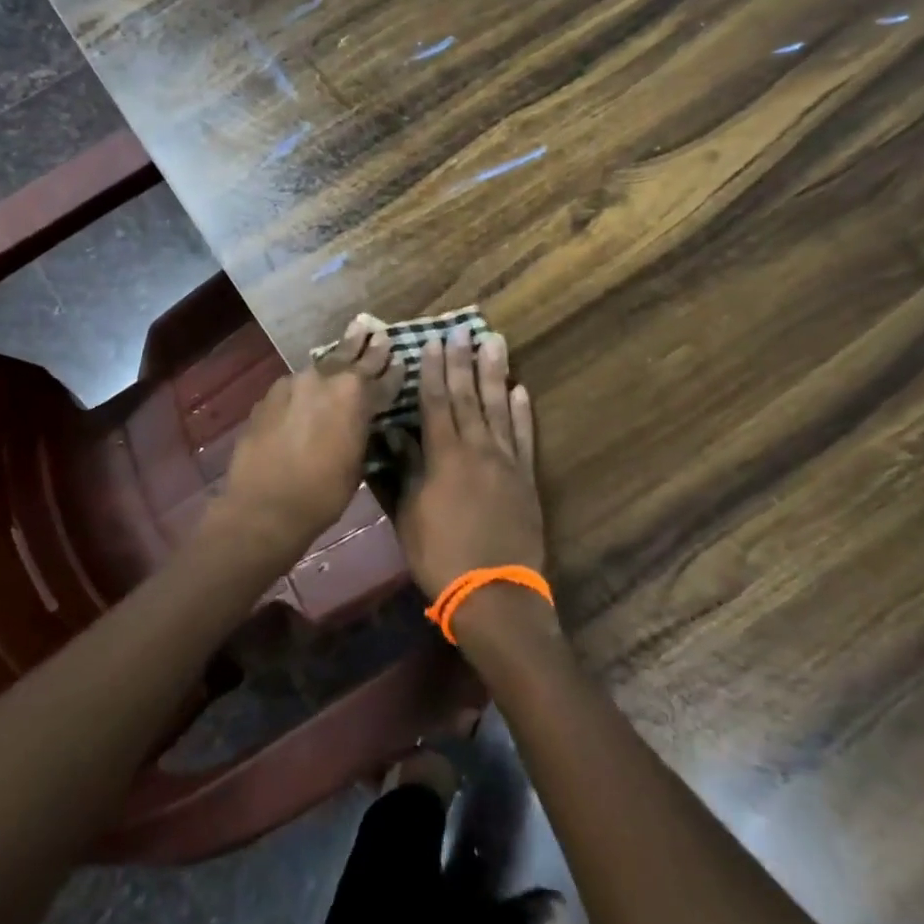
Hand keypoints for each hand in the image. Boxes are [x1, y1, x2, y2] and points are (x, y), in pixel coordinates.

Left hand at [213, 314, 403, 566]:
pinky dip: (308, 383)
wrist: (264, 506)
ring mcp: (294, 384)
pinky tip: (310, 385)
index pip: (383, 377)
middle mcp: (326, 380)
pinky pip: (296, 384)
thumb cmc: (323, 493)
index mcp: (356, 396)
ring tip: (349, 341)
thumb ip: (362, 429)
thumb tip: (363, 417)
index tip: (401, 358)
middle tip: (376, 330)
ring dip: (337, 357)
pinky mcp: (270, 395)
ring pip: (322, 366)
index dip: (394, 370)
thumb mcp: (357, 462)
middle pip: (352, 357)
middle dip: (367, 345)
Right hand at [396, 325, 544, 599]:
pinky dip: (523, 412)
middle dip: (462, 361)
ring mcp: (506, 461)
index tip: (432, 342)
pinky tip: (521, 391)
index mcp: (444, 456)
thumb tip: (398, 436)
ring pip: (500, 407)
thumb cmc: (441, 556)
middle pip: (468, 396)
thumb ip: (406, 471)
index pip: (435, 402)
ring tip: (495, 342)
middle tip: (462, 330)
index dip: (432, 371)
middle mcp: (477, 448)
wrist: (494, 593)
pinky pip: (525, 436)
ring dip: (496, 373)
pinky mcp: (526, 477)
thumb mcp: (410, 515)